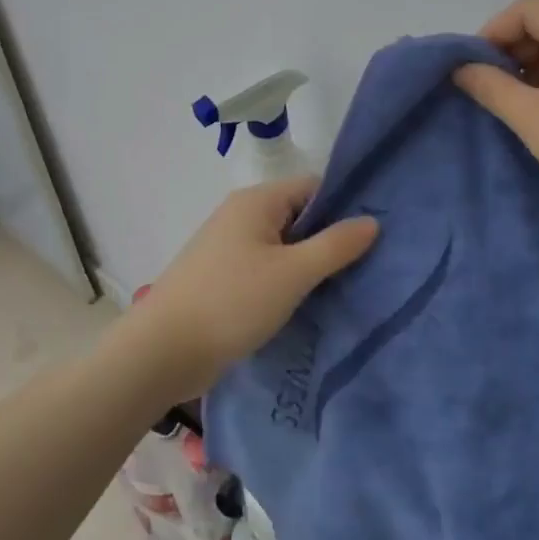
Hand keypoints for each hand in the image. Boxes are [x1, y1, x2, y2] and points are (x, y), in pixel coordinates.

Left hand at [129, 176, 378, 393]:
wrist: (163, 351)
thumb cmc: (232, 302)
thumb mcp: (293, 273)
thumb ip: (335, 245)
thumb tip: (372, 221)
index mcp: (256, 202)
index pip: (313, 188)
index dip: (345, 206)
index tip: (375, 235)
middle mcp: (241, 216)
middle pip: (299, 216)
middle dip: (331, 239)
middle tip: (369, 266)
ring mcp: (229, 248)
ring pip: (283, 247)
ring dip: (310, 265)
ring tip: (346, 288)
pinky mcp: (223, 279)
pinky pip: (267, 270)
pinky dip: (288, 282)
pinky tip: (310, 304)